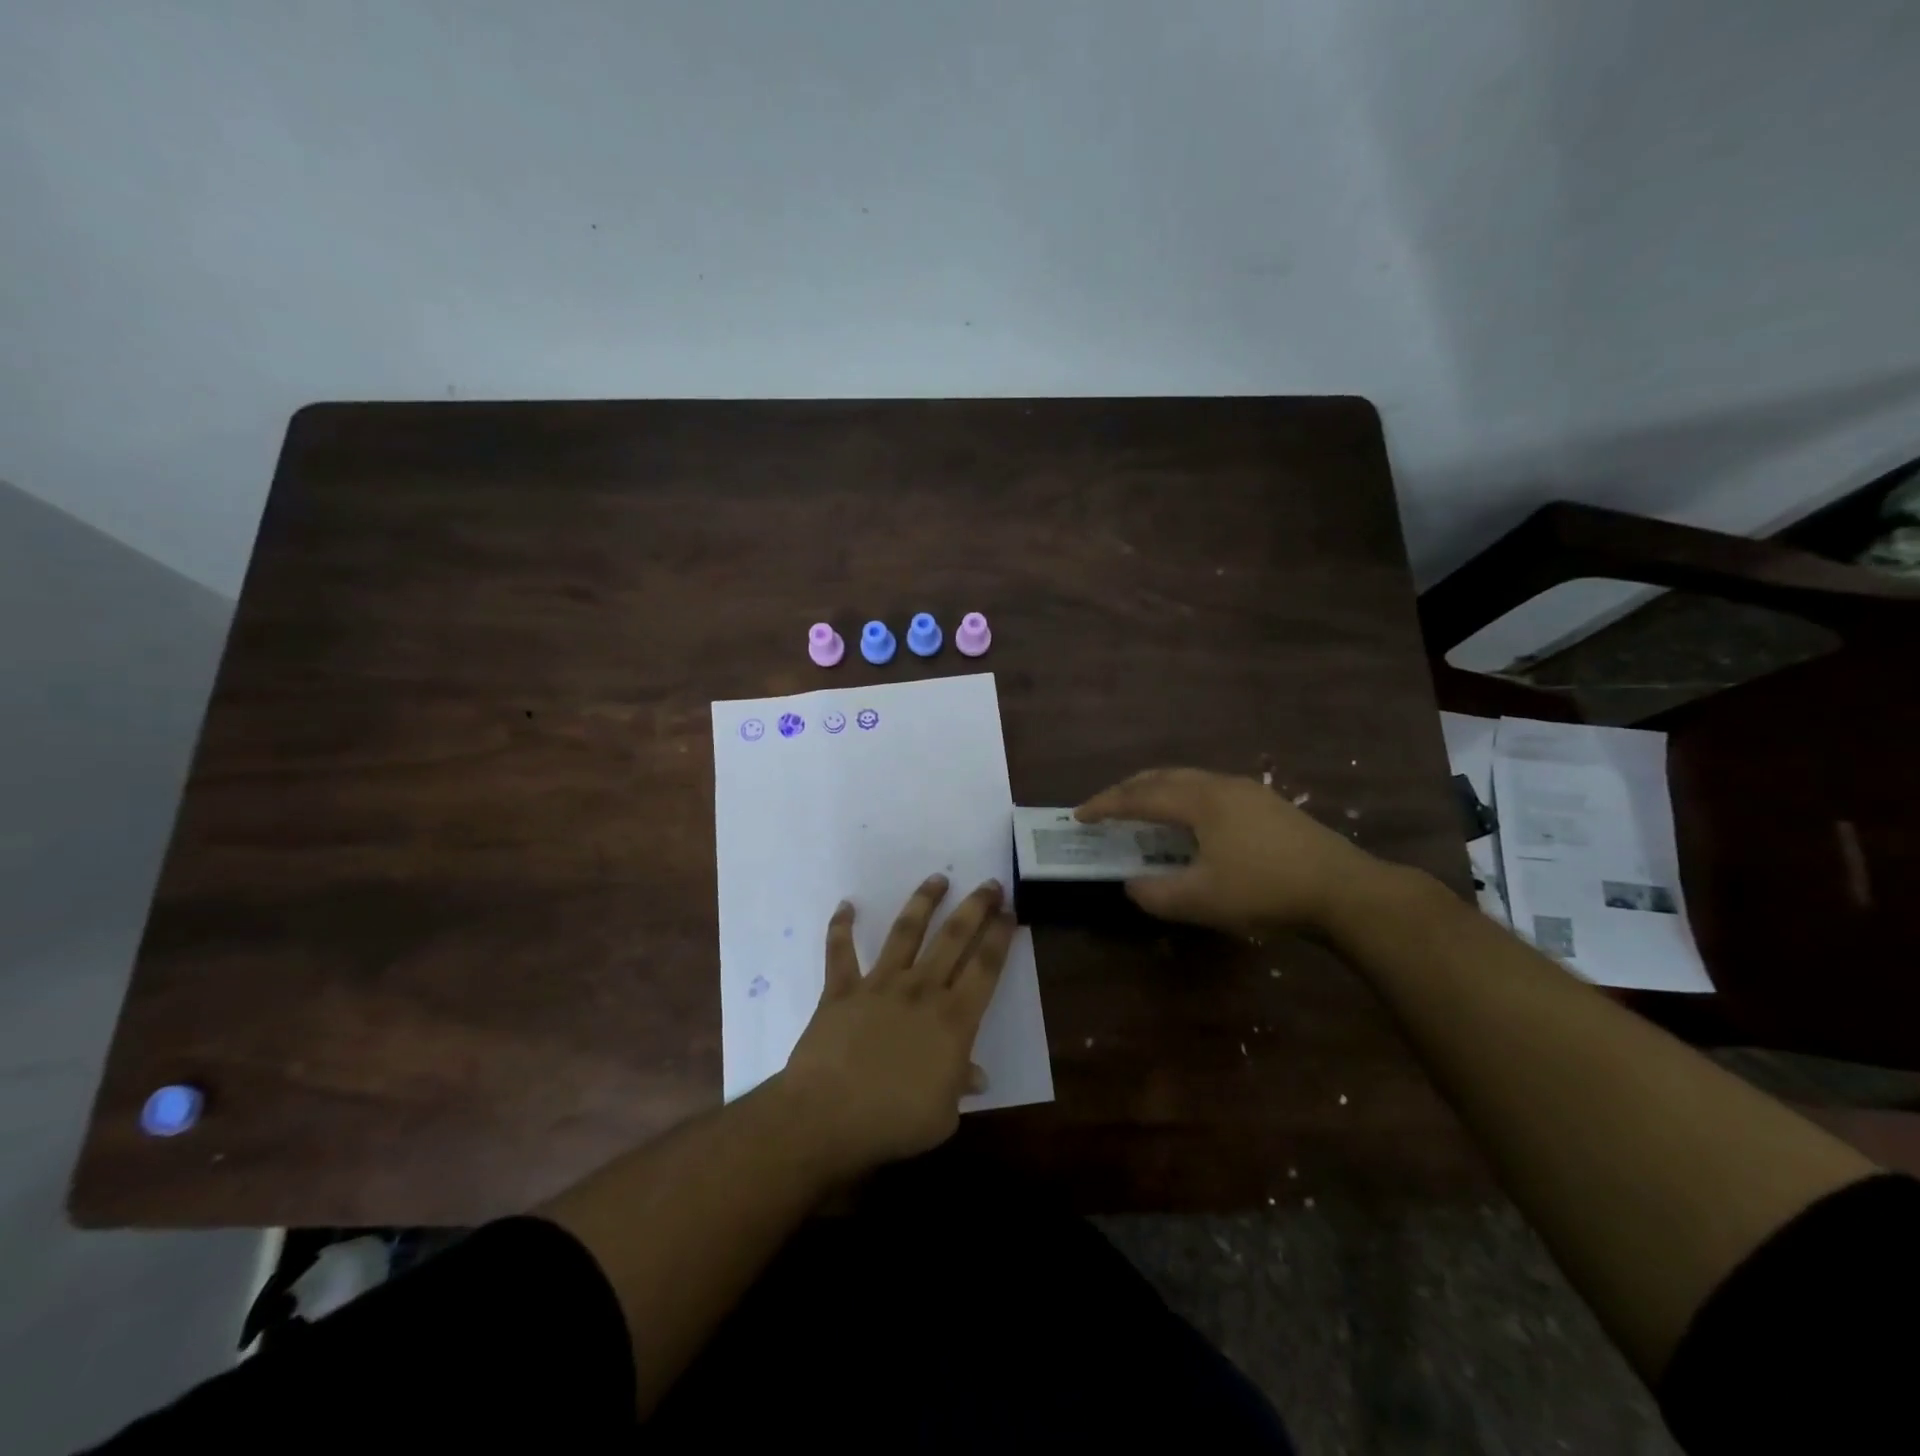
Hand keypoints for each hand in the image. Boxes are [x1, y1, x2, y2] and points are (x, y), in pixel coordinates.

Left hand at [780, 874, 1014, 1176]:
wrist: (827, 1115)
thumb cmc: (894, 1121)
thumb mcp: (943, 1115)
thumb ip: (960, 1086)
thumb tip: (976, 1075)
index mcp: (953, 1018)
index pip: (986, 966)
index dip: (1000, 936)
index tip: (1010, 912)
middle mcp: (921, 989)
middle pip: (953, 937)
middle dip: (975, 907)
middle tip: (990, 884)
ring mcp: (879, 983)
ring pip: (905, 931)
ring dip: (923, 902)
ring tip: (937, 879)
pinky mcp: (841, 989)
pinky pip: (840, 951)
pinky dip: (840, 927)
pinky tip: (846, 906)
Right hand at [1076, 766, 1381, 934]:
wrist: (1343, 889)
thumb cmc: (1265, 890)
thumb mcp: (1202, 900)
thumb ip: (1156, 893)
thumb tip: (1131, 884)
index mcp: (1199, 801)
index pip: (1139, 797)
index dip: (1105, 805)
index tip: (1079, 815)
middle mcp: (1219, 785)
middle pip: (1162, 777)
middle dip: (1128, 789)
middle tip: (1105, 806)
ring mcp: (1247, 791)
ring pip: (1188, 779)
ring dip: (1157, 790)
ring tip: (1142, 808)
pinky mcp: (1267, 804)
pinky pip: (1209, 789)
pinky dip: (1183, 797)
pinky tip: (1191, 820)